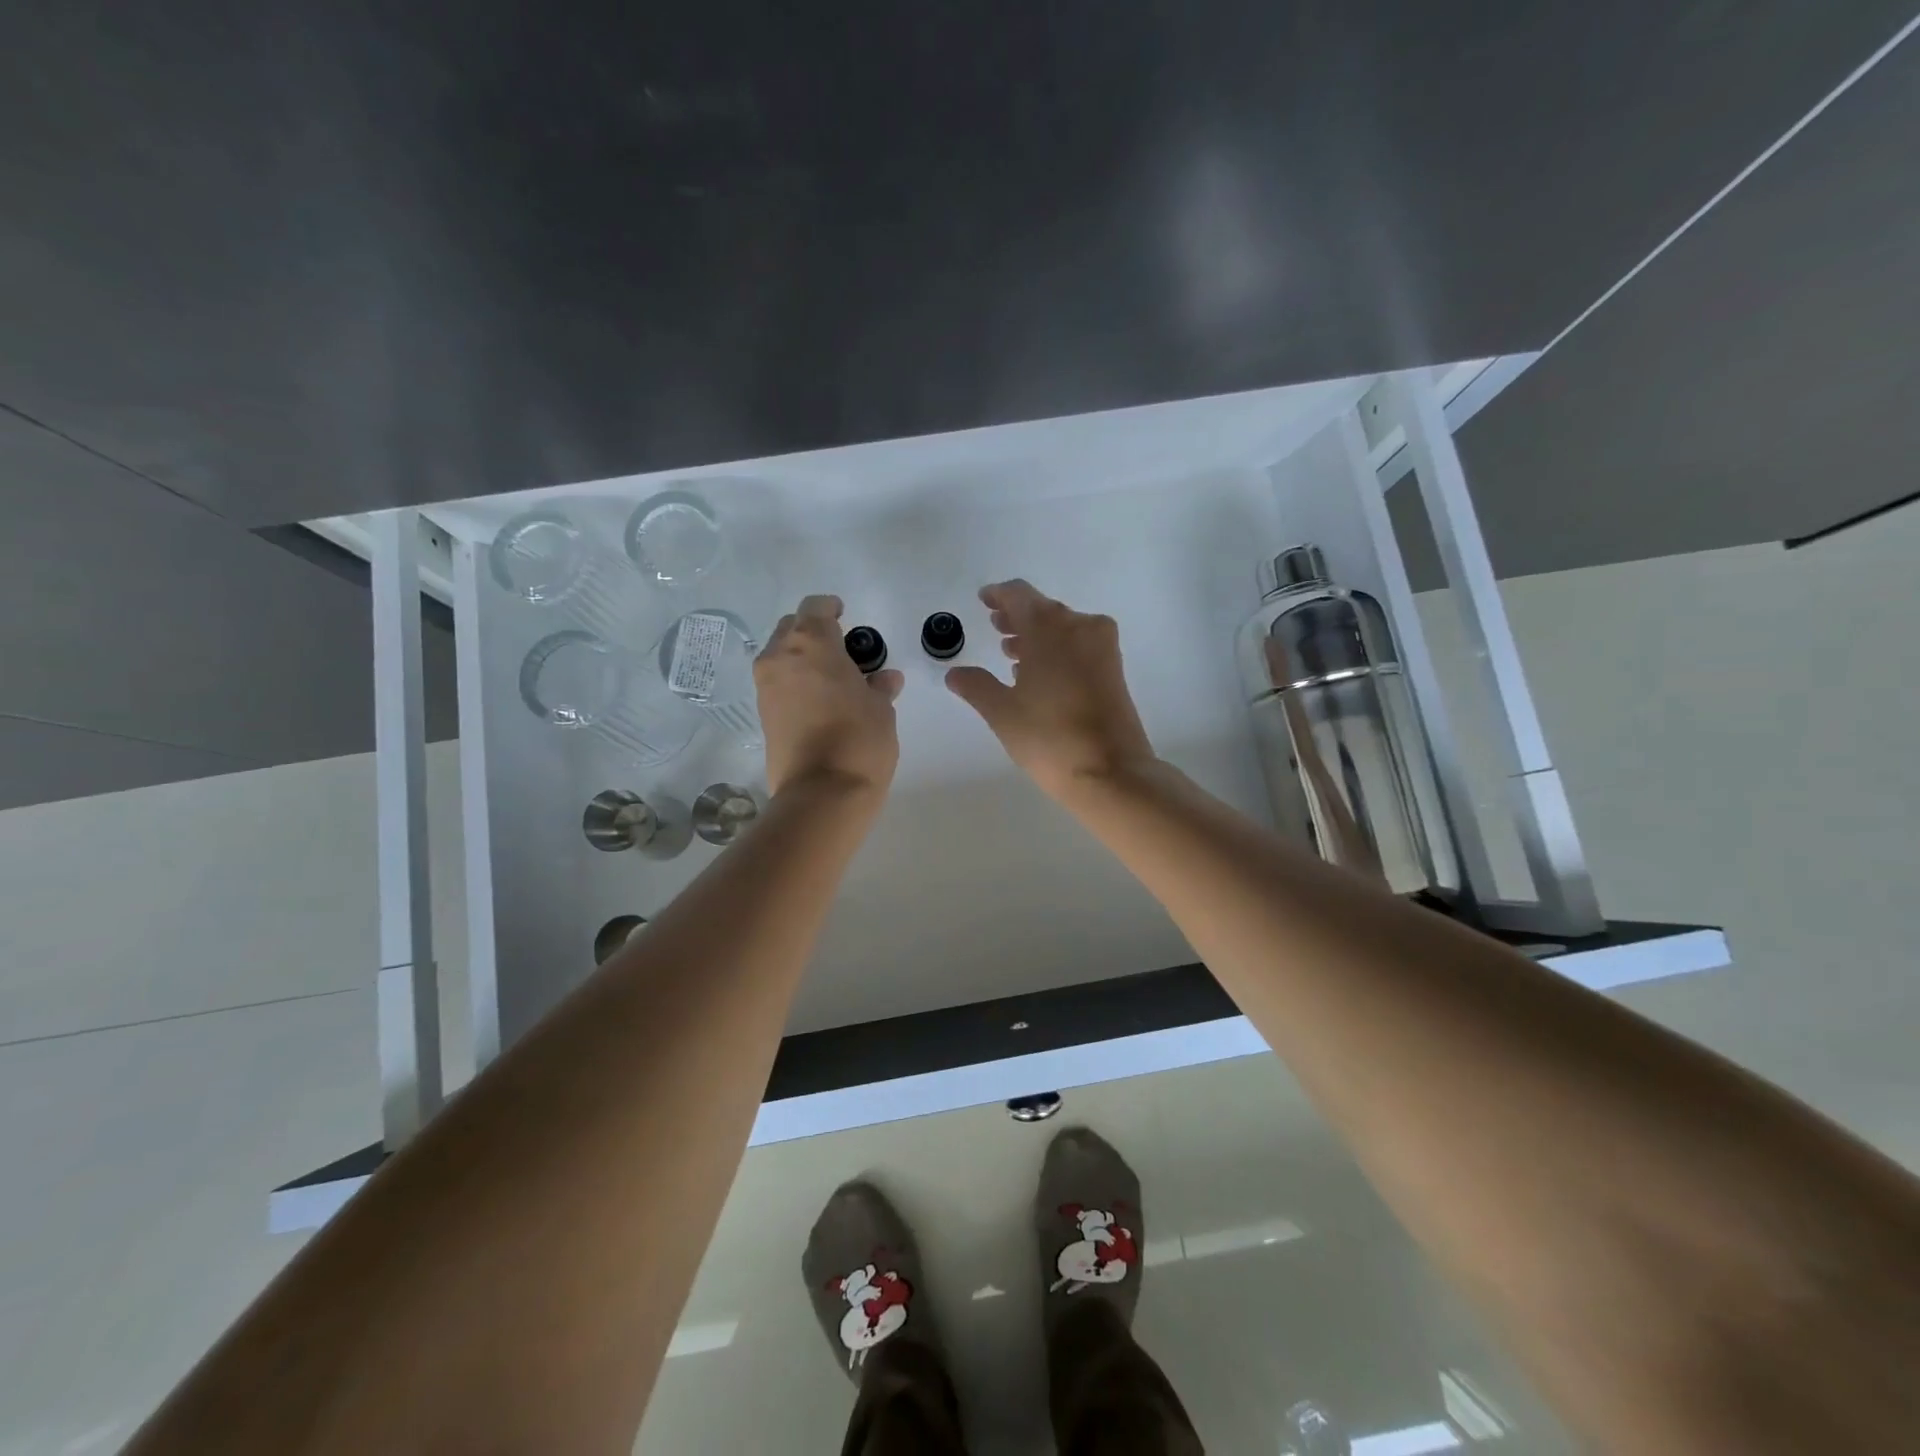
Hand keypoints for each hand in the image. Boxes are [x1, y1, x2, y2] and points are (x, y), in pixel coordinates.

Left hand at [755, 595, 904, 796]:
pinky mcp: (762, 715)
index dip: (831, 608)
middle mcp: (780, 657)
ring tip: (833, 680)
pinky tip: (821, 702)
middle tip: (841, 651)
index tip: (845, 615)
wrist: (822, 794)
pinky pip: (779, 684)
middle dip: (813, 633)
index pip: (815, 607)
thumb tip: (883, 680)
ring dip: (803, 659)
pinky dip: (796, 683)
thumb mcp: (881, 708)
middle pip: (792, 628)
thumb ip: (879, 686)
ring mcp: (766, 687)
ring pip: (782, 657)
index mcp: (811, 643)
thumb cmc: (859, 738)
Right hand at [944, 580, 1156, 800]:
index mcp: (1049, 628)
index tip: (984, 600)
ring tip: (1011, 653)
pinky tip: (1039, 672)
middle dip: (1017, 617)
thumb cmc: (1049, 737)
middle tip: (995, 626)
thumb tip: (954, 673)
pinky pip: (1079, 645)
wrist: (1111, 772)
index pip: (1019, 595)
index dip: (998, 595)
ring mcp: (1102, 647)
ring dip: (1037, 635)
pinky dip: (1057, 649)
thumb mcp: (1002, 712)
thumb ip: (976, 686)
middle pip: (1043, 609)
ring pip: (1063, 628)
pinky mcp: (1114, 669)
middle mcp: (1080, 627)